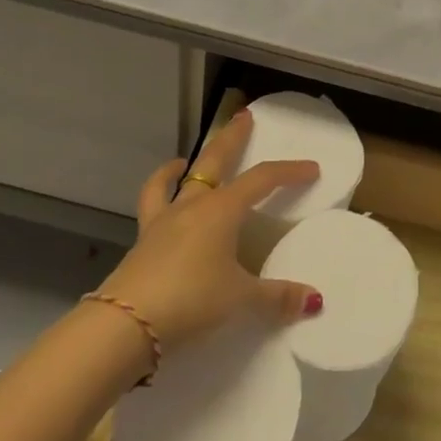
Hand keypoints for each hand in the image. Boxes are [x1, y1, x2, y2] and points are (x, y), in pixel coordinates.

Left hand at [97, 110, 322, 351]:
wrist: (126, 323)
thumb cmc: (191, 301)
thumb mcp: (241, 300)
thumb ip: (277, 297)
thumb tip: (314, 300)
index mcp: (223, 210)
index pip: (263, 179)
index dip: (289, 172)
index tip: (312, 168)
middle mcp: (194, 205)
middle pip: (217, 160)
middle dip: (233, 138)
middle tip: (244, 116)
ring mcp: (164, 219)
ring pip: (181, 178)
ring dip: (190, 163)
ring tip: (188, 158)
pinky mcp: (144, 239)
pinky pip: (153, 202)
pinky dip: (160, 187)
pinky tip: (164, 186)